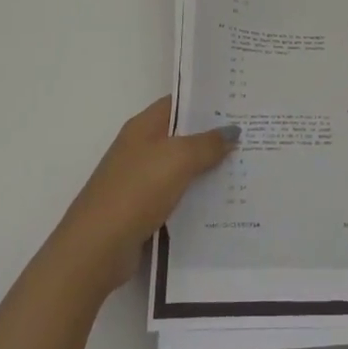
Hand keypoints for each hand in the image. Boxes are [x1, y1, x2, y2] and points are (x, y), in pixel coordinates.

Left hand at [50, 96, 238, 294]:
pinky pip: (177, 195)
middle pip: (182, 135)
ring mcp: (139, 180)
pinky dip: (196, 197)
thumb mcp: (179, 158)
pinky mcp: (142, 210)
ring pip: (181, 167)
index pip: (178, 103)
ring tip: (245, 167)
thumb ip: (208, 143)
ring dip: (207, 168)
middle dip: (213, 136)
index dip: (207, 101)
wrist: (96, 247)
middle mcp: (140, 148)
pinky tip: (222, 202)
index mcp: (144, 127)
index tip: (239, 103)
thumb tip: (232, 131)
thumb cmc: (136, 190)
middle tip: (251, 135)